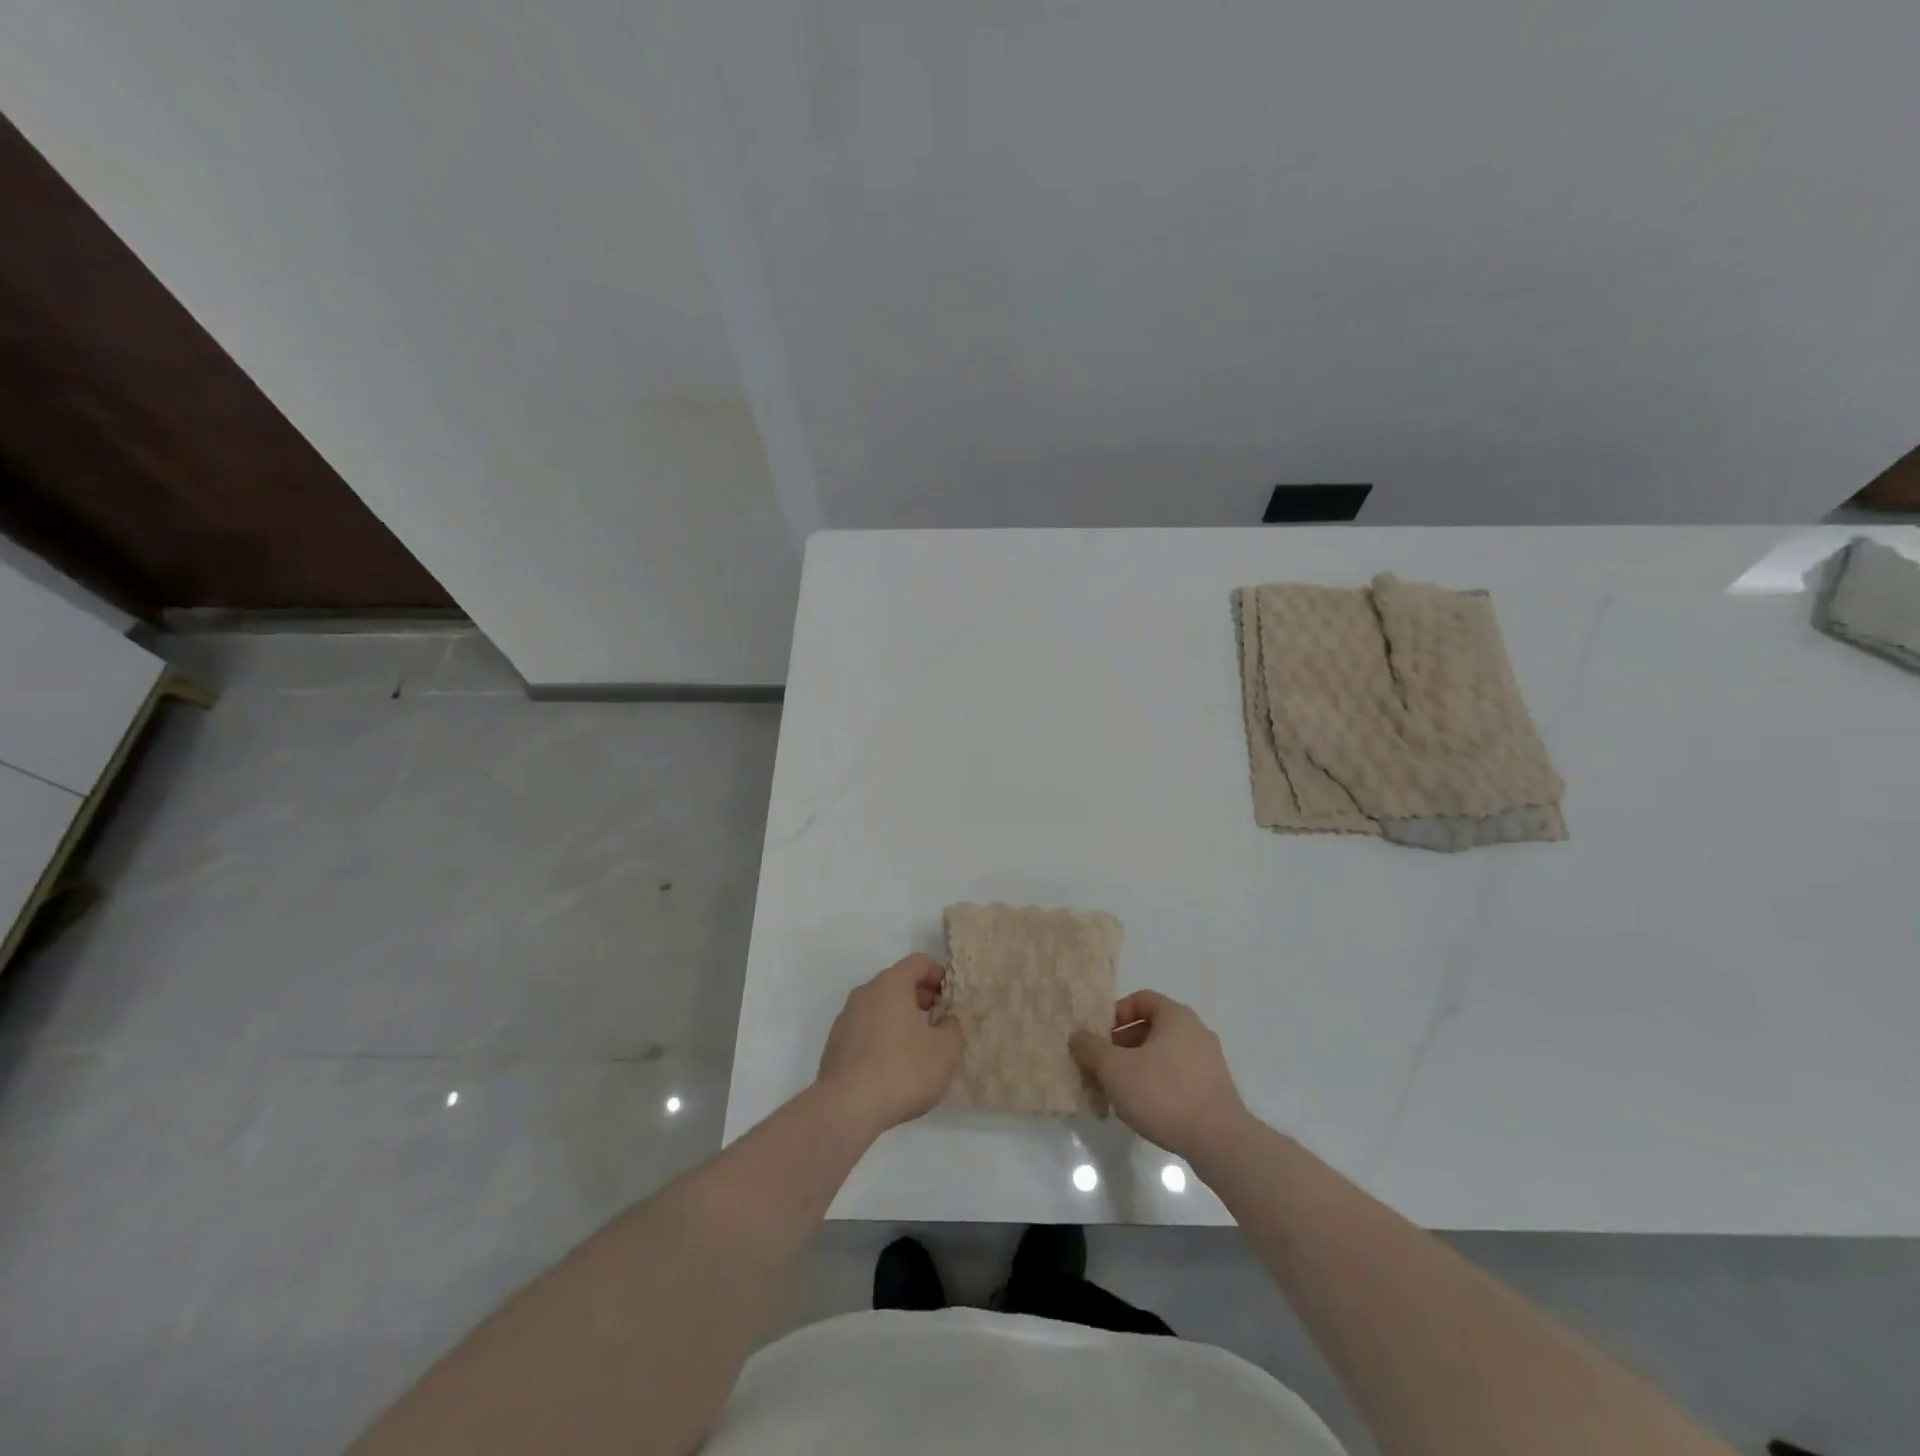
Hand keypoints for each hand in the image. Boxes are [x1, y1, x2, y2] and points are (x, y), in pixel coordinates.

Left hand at [815, 955, 962, 1137]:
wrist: (846, 1108)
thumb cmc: (903, 1069)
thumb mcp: (945, 1050)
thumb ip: (952, 1027)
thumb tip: (945, 1021)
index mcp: (891, 983)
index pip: (919, 962)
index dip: (939, 975)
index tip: (951, 997)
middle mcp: (865, 992)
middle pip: (898, 983)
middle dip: (921, 998)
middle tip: (939, 1023)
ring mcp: (846, 1018)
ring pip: (880, 1007)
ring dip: (901, 1019)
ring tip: (918, 1048)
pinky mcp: (835, 1044)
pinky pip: (866, 1029)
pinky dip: (882, 1037)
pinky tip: (893, 1066)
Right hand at [1069, 990, 1247, 1159]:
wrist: (1219, 1141)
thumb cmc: (1163, 1093)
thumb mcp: (1115, 1069)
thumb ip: (1091, 1048)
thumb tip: (1077, 1036)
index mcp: (1176, 1016)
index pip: (1141, 999)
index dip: (1116, 1014)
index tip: (1100, 1037)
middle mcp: (1196, 1031)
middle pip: (1152, 1027)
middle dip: (1123, 1043)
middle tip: (1104, 1065)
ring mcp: (1210, 1061)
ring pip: (1165, 1053)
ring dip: (1139, 1065)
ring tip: (1120, 1090)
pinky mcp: (1215, 1089)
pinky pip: (1179, 1075)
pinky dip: (1159, 1083)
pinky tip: (1146, 1107)